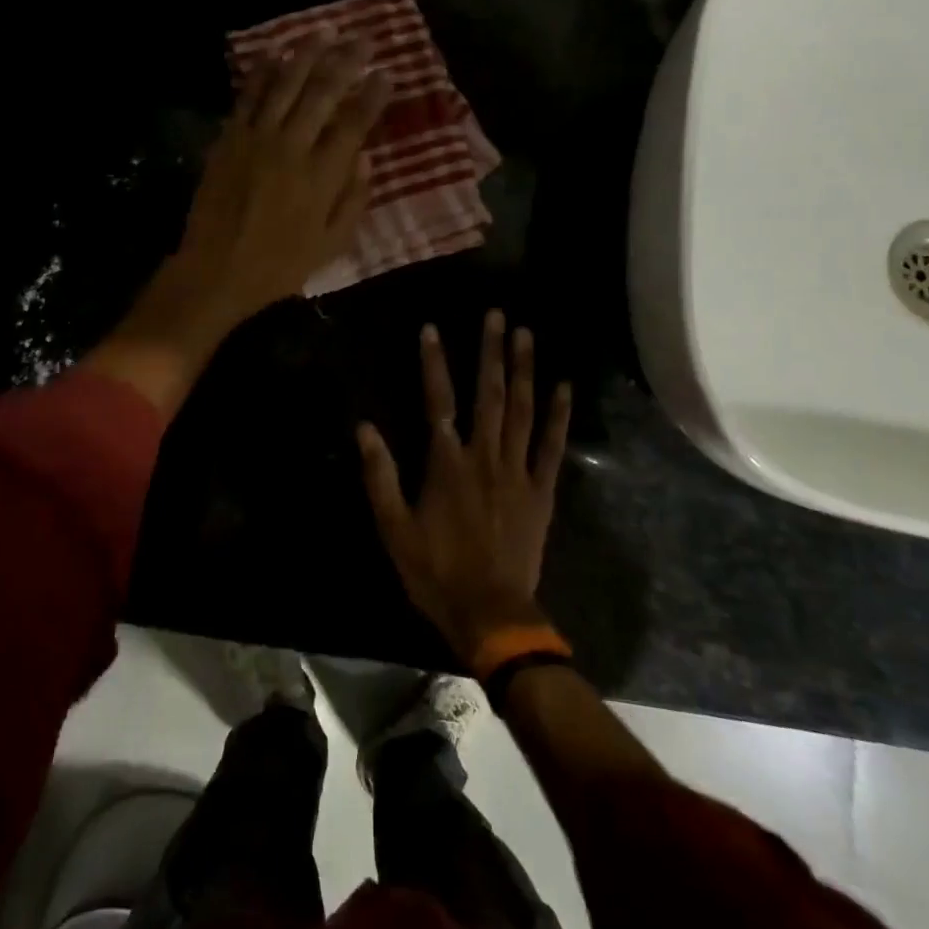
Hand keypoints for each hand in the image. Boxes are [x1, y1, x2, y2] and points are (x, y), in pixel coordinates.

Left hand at [86, 40, 388, 414]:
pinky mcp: (229, 138)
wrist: (215, 270)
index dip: (374, 95)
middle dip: (348, 60)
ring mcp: (257, 138)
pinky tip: (276, 51)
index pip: (355, 124)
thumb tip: (368, 160)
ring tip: (326, 30)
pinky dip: (263, 70)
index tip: (387, 73)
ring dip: (308, 53)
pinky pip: (249, 95)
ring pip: (286, 84)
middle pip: (324, 92)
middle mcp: (292, 147)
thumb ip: (353, 202)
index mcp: (322, 177)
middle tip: (365, 37)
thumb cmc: (278, 266)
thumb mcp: (331, 247)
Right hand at [357, 312, 572, 665]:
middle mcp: (484, 456)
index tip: (432, 328)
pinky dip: (559, 414)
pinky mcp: (542, 490)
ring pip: (522, 410)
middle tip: (496, 315)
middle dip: (491, 351)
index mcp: (447, 463)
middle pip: (489, 394)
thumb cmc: (436, 571)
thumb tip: (364, 427)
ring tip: (526, 334)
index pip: (438, 400)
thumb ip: (380, 475)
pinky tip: (563, 386)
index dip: (434, 362)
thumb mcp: (394, 527)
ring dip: (524, 369)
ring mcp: (517, 471)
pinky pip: (553, 446)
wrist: (491, 613)